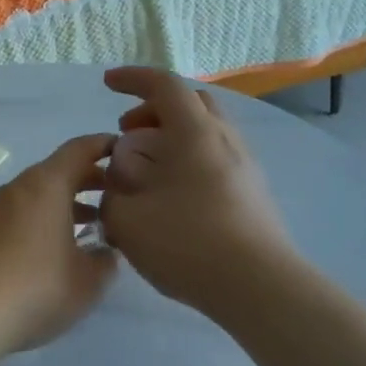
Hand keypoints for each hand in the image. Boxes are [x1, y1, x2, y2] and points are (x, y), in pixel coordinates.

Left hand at [0, 135, 118, 354]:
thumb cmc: (34, 289)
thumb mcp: (87, 281)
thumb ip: (104, 261)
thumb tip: (105, 251)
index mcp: (47, 185)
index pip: (79, 149)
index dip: (104, 145)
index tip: (125, 150)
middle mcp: (18, 189)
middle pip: (57, 172)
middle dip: (88, 180)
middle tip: (115, 195)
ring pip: (37, 196)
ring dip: (65, 205)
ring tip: (91, 225)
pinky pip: (19, 216)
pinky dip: (42, 222)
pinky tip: (53, 251)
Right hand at [98, 67, 291, 311]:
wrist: (258, 287)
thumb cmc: (187, 243)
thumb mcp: (127, 219)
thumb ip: (113, 190)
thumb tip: (119, 176)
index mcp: (194, 133)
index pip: (164, 85)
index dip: (133, 79)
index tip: (107, 84)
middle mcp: (224, 140)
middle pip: (190, 104)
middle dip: (153, 109)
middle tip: (126, 133)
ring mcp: (245, 167)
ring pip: (204, 133)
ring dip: (169, 138)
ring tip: (143, 170)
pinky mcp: (252, 193)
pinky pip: (213, 159)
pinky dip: (185, 161)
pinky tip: (168, 197)